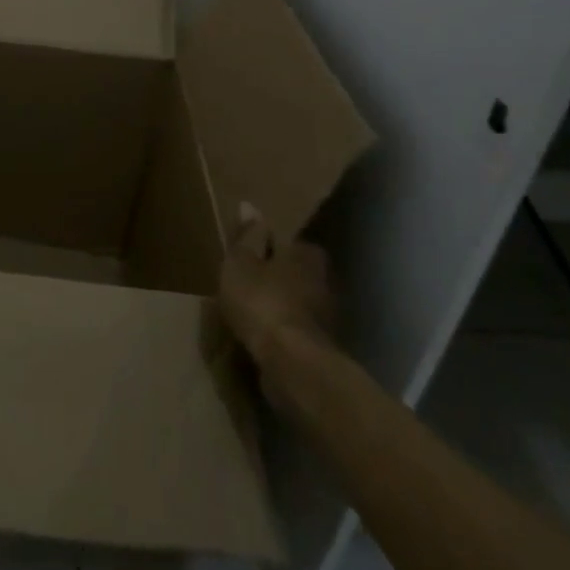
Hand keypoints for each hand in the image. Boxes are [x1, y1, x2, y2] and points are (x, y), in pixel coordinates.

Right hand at [218, 201, 340, 373]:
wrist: (292, 364)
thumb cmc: (262, 301)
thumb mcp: (241, 262)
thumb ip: (246, 236)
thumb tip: (250, 205)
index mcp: (307, 256)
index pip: (295, 244)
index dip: (274, 249)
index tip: (255, 256)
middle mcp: (325, 283)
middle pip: (299, 275)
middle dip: (279, 279)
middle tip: (250, 284)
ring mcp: (328, 319)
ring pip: (299, 304)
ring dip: (281, 307)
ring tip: (253, 313)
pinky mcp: (323, 349)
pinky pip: (297, 332)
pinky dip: (284, 333)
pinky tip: (264, 338)